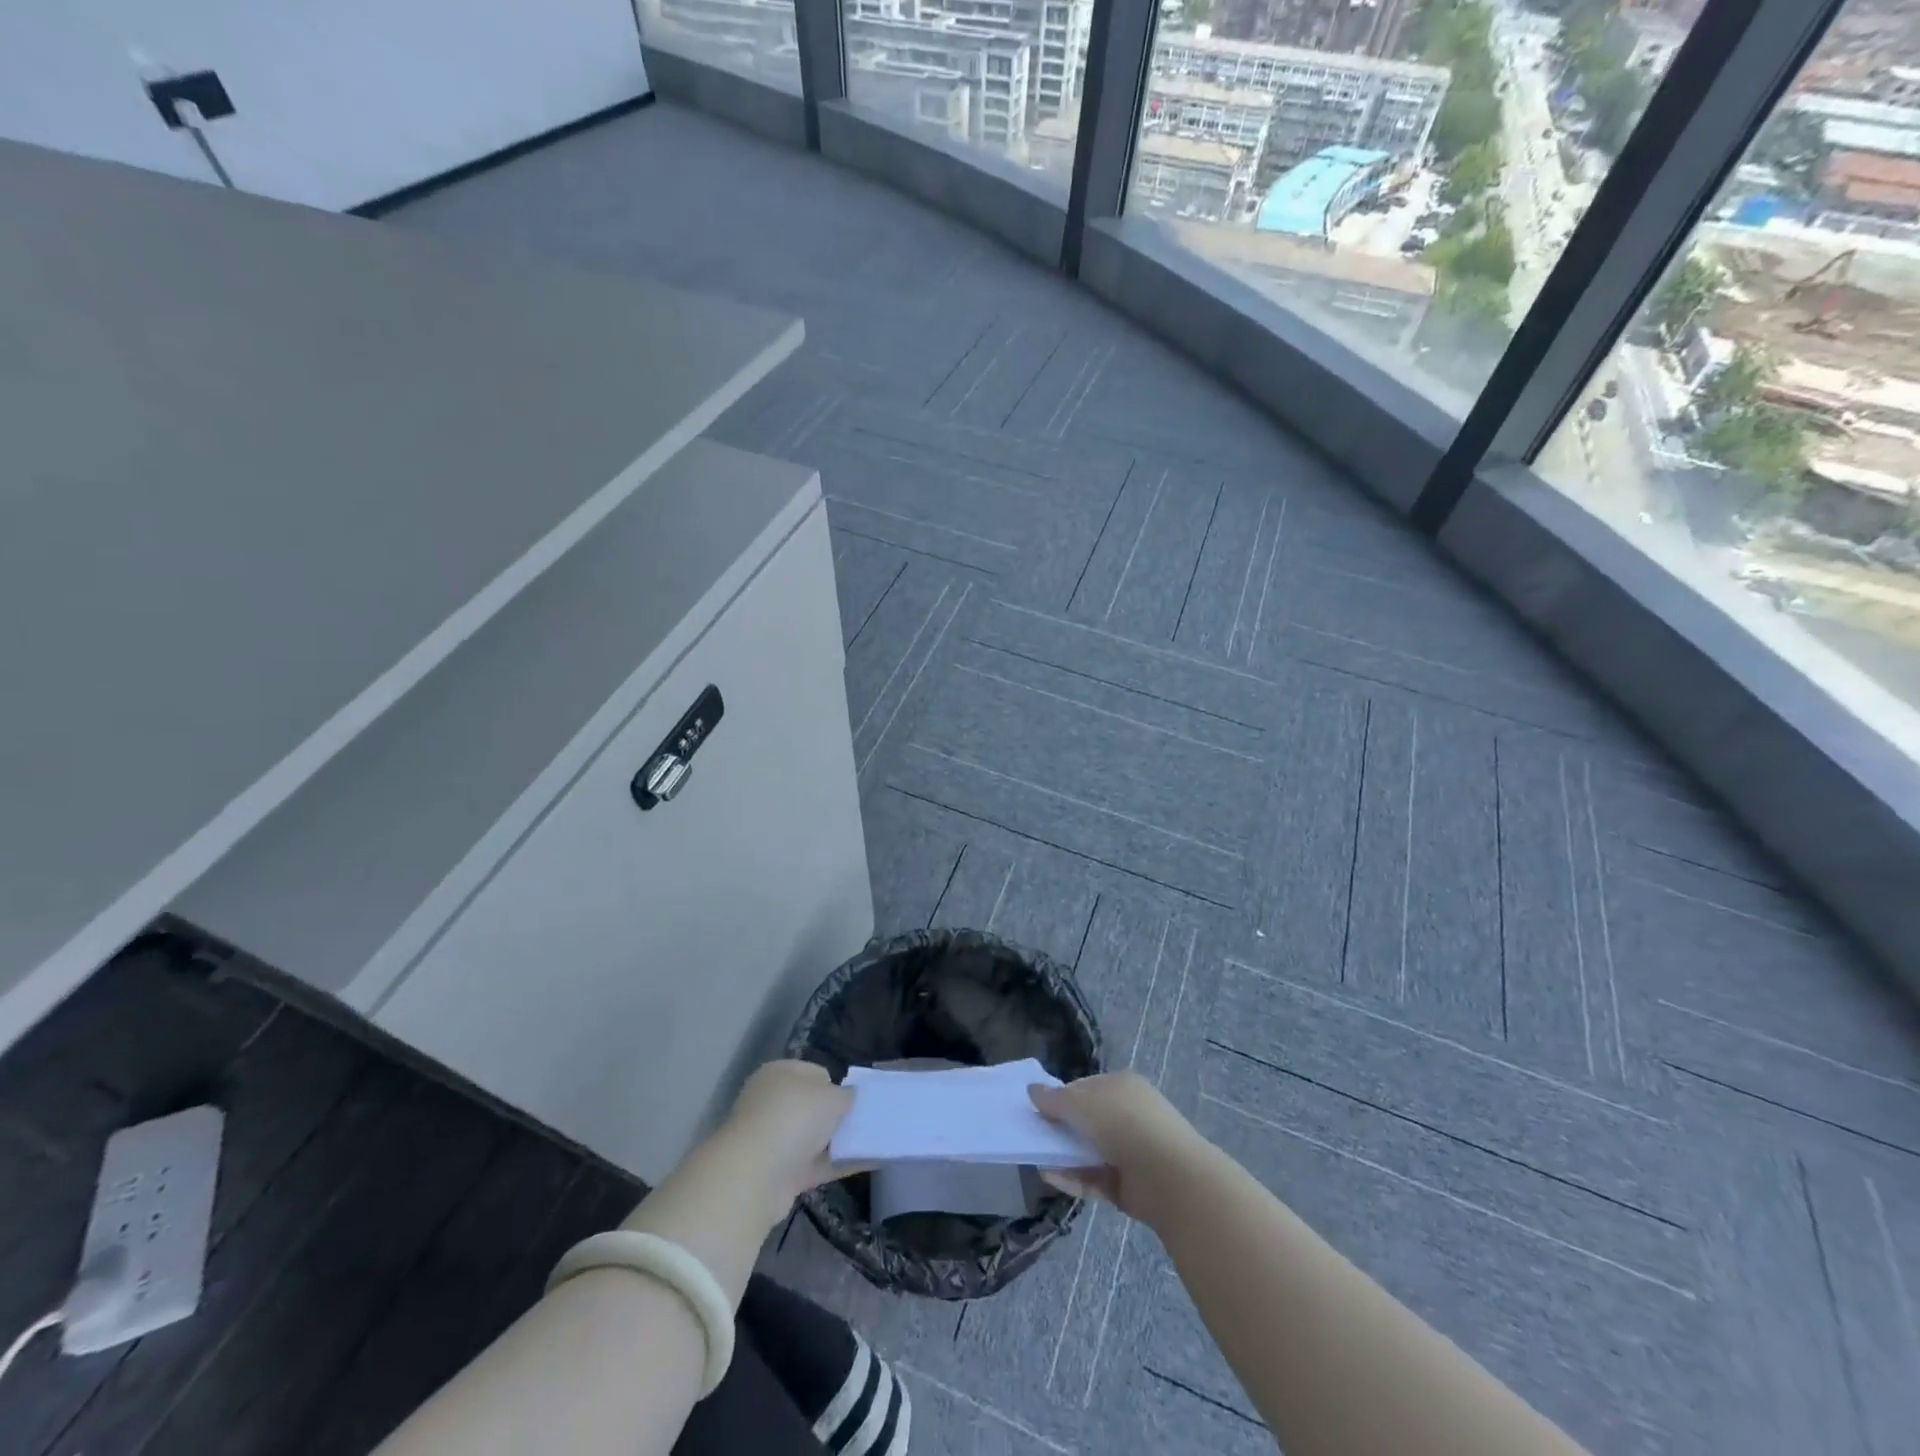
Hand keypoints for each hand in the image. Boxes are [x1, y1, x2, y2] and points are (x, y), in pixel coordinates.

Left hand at [711, 1060, 859, 1223]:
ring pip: (814, 1137)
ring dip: (838, 1142)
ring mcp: (773, 1140)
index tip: (855, 1099)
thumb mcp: (832, 1096)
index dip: (837, 1084)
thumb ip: (847, 1095)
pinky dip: (838, 1164)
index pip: (814, 1073)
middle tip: (864, 1121)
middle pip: (813, 1107)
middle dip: (837, 1115)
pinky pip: (816, 1164)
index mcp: (779, 1074)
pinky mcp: (779, 1174)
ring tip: (873, 1143)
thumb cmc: (795, 1117)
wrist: (756, 1175)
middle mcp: (772, 1103)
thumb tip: (849, 1098)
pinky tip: (866, 1164)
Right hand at [1028, 1072, 1206, 1225]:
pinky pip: (1094, 1177)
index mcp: (1122, 1086)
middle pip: (1086, 1121)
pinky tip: (1051, 1178)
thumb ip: (1054, 1099)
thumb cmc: (1123, 1123)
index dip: (1061, 1098)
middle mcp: (1128, 1115)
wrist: (1169, 1176)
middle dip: (1060, 1129)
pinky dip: (1073, 1177)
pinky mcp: (1128, 1184)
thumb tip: (1031, 1090)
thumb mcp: (1081, 1103)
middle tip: (1033, 1137)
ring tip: (1036, 1160)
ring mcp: (1130, 1151)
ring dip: (1063, 1155)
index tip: (1037, 1110)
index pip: (1085, 1088)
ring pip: (1088, 1151)